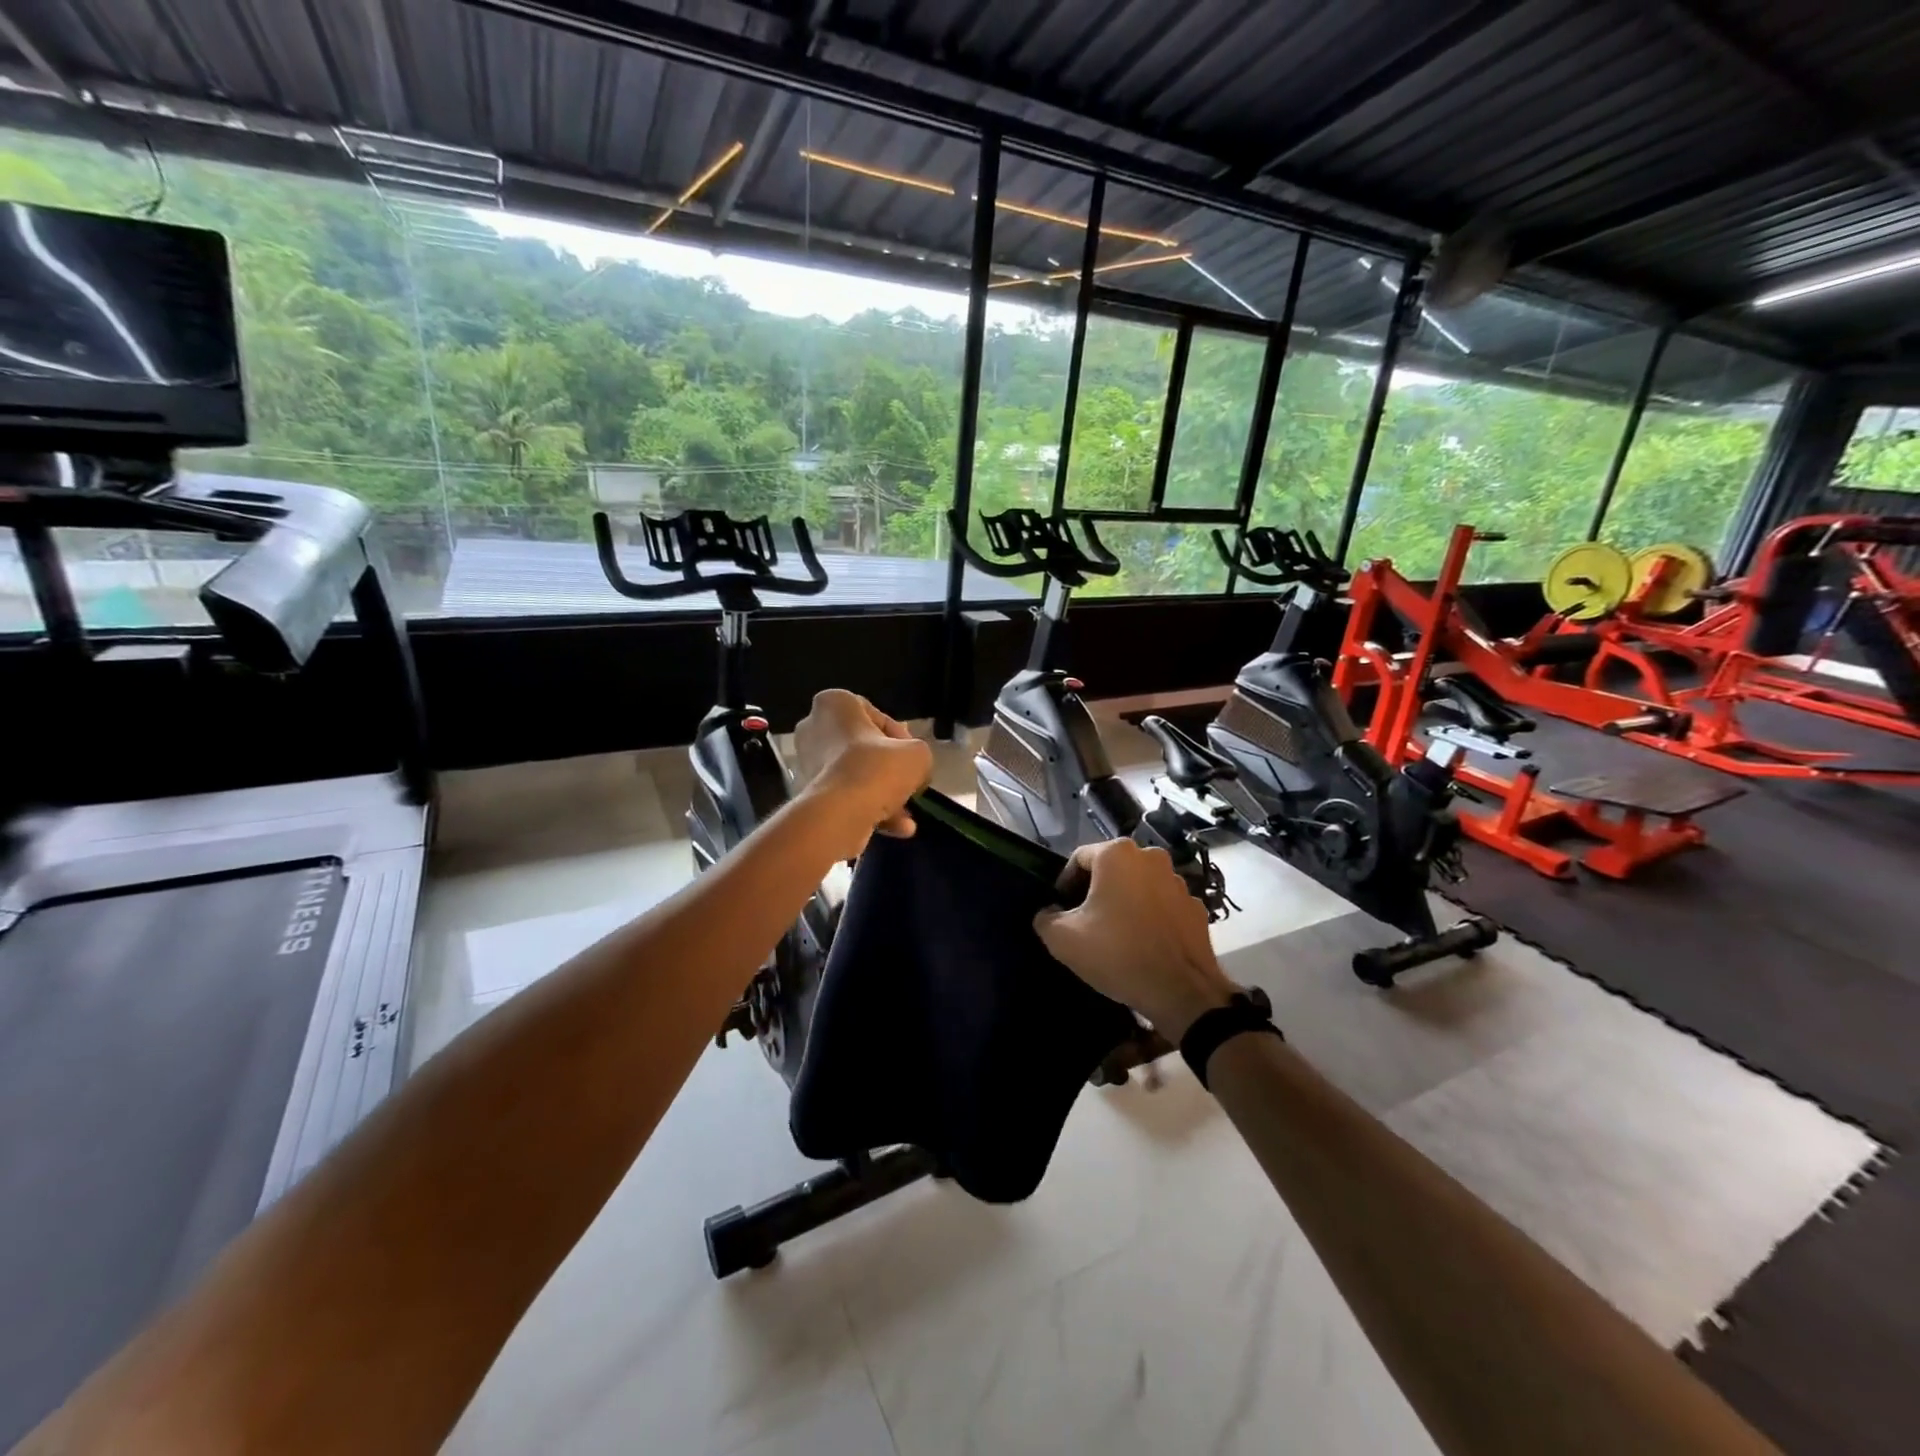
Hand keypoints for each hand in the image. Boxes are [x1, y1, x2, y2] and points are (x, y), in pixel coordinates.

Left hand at [793, 689, 933, 853]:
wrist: (839, 814)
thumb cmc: (877, 768)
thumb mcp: (917, 753)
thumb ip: (918, 753)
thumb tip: (913, 767)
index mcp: (834, 704)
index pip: (876, 716)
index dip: (901, 738)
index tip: (912, 758)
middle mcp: (813, 728)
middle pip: (864, 748)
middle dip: (889, 770)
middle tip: (909, 785)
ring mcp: (806, 762)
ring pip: (856, 776)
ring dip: (883, 795)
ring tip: (906, 818)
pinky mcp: (807, 793)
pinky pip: (845, 796)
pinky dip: (868, 809)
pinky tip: (895, 828)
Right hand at [1034, 839, 1236, 1039]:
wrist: (1180, 992)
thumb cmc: (1117, 953)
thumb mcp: (1062, 939)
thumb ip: (1046, 918)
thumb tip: (1050, 913)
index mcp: (1117, 854)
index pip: (1078, 860)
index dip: (1065, 885)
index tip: (1062, 912)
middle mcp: (1151, 857)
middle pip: (1111, 869)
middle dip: (1096, 892)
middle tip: (1086, 923)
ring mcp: (1178, 881)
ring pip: (1139, 886)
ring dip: (1125, 902)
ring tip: (1116, 935)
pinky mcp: (1195, 907)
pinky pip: (1162, 905)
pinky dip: (1150, 917)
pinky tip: (1143, 943)